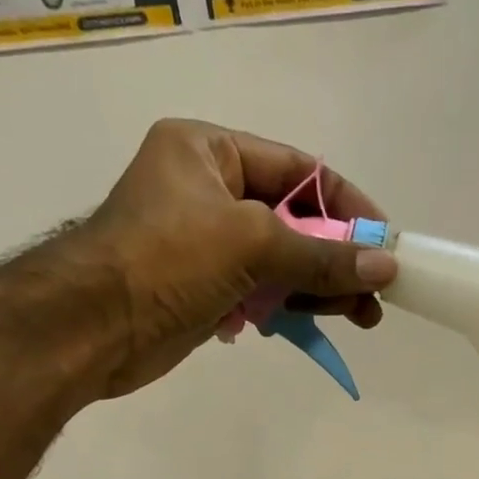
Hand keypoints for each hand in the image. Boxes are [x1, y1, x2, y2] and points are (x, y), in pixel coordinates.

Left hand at [57, 119, 395, 400]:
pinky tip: (318, 323)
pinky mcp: (204, 288)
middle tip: (375, 293)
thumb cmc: (166, 261)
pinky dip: (288, 306)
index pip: (296, 168)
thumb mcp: (251, 246)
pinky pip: (260, 291)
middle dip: (337, 256)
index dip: (345, 203)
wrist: (92, 328)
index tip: (384, 240)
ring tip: (362, 317)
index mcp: (209, 150)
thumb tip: (385, 266)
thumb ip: (321, 257)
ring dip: (320, 288)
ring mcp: (205, 243)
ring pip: (280, 261)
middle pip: (292, 218)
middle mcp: (208, 190)